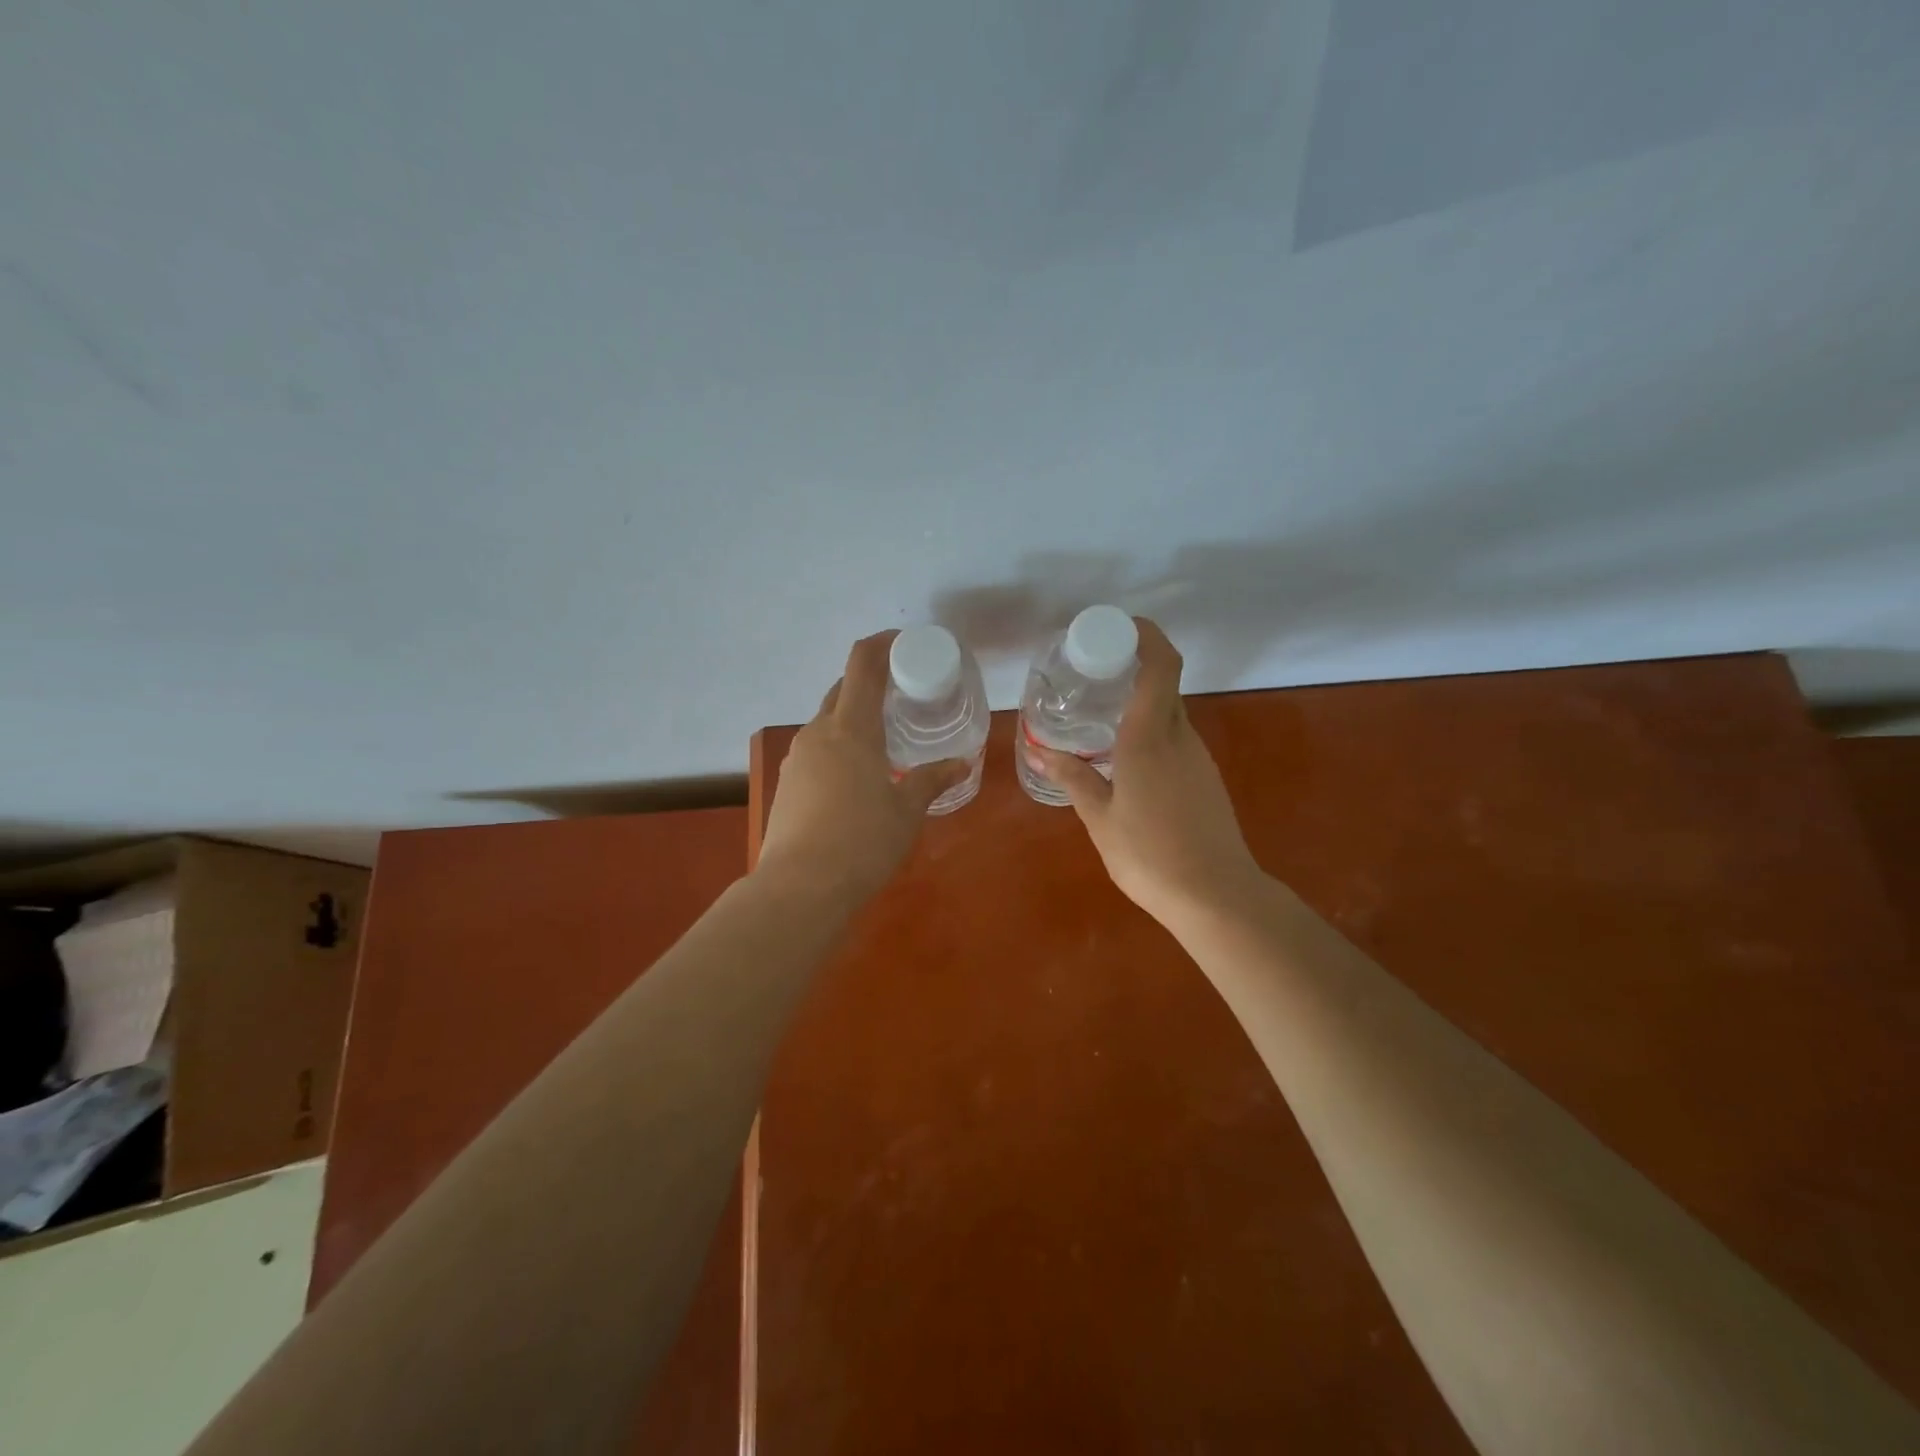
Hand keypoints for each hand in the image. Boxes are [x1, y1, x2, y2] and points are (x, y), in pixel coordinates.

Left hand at [758, 632, 970, 906]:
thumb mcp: (907, 810)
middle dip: (869, 683)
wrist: (800, 887)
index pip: (862, 665)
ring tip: (882, 740)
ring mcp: (797, 758)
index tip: (901, 642)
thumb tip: (961, 763)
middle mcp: (818, 733)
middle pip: (842, 690)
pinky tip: (855, 778)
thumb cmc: (863, 841)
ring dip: (852, 718)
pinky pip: (816, 751)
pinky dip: (837, 748)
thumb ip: (932, 780)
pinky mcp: (787, 784)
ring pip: (826, 722)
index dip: (880, 644)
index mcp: (851, 728)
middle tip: (900, 695)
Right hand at [1026, 618, 1265, 929]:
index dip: (1148, 636)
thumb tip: (1043, 752)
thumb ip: (1074, 779)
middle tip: (1094, 673)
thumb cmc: (1150, 855)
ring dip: (1141, 705)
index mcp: (1150, 738)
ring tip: (1101, 718)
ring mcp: (1198, 759)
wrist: (1216, 897)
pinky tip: (1126, 761)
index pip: (1161, 667)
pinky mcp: (1206, 780)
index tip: (1120, 628)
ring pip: (1170, 715)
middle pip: (1165, 685)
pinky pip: (1176, 741)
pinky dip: (1151, 733)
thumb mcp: (1100, 818)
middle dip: (1134, 669)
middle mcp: (1180, 738)